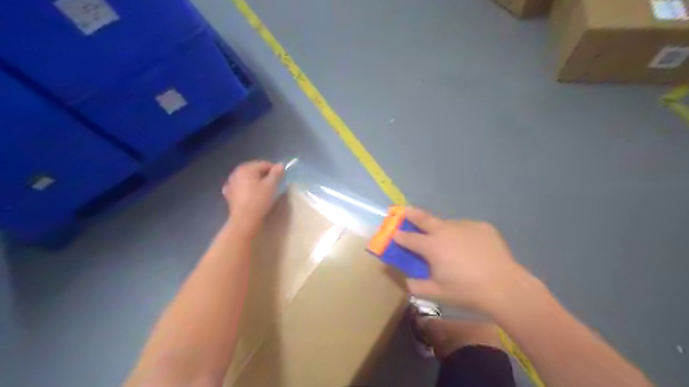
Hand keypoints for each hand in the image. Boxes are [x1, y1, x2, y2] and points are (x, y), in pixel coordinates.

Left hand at [222, 159, 283, 234]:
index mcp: (246, 168)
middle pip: (253, 170)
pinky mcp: (229, 195)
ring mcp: (230, 184)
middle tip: (273, 184)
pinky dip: (245, 188)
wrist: (244, 220)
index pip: (263, 164)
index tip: (281, 178)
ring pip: (246, 178)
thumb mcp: (271, 185)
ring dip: (254, 181)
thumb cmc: (259, 200)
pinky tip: (250, 193)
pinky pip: (239, 187)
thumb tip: (280, 165)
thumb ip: (276, 173)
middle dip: (264, 175)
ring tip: (263, 190)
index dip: (274, 169)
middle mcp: (235, 173)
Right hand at [394, 208, 531, 314]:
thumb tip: (405, 280)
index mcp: (432, 246)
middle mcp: (445, 231)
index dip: (399, 236)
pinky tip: (469, 247)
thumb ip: (416, 286)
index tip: (394, 234)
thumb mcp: (436, 294)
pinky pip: (465, 228)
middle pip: (423, 218)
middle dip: (410, 213)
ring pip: (447, 224)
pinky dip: (461, 234)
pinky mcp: (481, 226)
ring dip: (441, 230)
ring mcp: (464, 226)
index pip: (409, 238)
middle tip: (404, 210)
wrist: (505, 287)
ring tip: (448, 243)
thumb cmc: (467, 291)